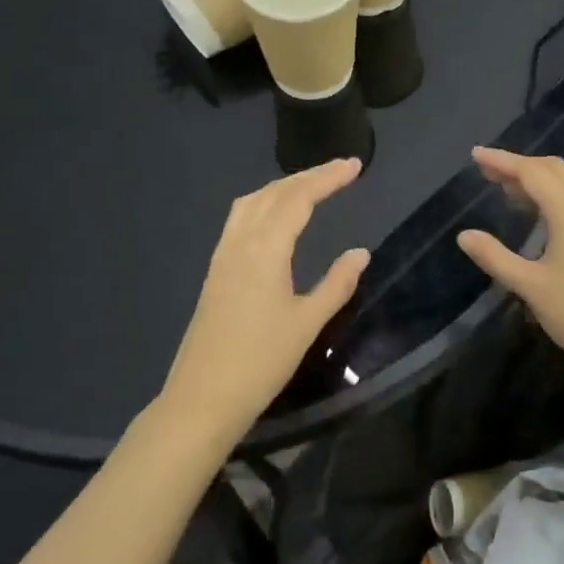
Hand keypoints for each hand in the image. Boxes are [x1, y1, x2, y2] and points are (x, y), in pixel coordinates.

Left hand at [160, 158, 369, 448]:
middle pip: (274, 193)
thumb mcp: (308, 323)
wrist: (203, 397)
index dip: (327, 178)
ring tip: (310, 186)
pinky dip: (263, 203)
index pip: (299, 198)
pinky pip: (240, 219)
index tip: (354, 166)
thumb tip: (360, 252)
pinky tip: (274, 217)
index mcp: (265, 249)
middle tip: (340, 170)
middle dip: (308, 176)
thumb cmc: (261, 361)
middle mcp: (240, 242)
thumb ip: (337, 283)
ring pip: (252, 202)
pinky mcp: (215, 271)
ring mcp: (223, 255)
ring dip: (282, 187)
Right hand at [456, 148, 563, 394]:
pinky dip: (550, 195)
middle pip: (554, 170)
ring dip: (536, 179)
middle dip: (520, 165)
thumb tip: (464, 235)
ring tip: (504, 188)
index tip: (476, 155)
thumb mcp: (528, 286)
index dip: (503, 161)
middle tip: (487, 170)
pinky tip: (534, 213)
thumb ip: (495, 257)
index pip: (533, 173)